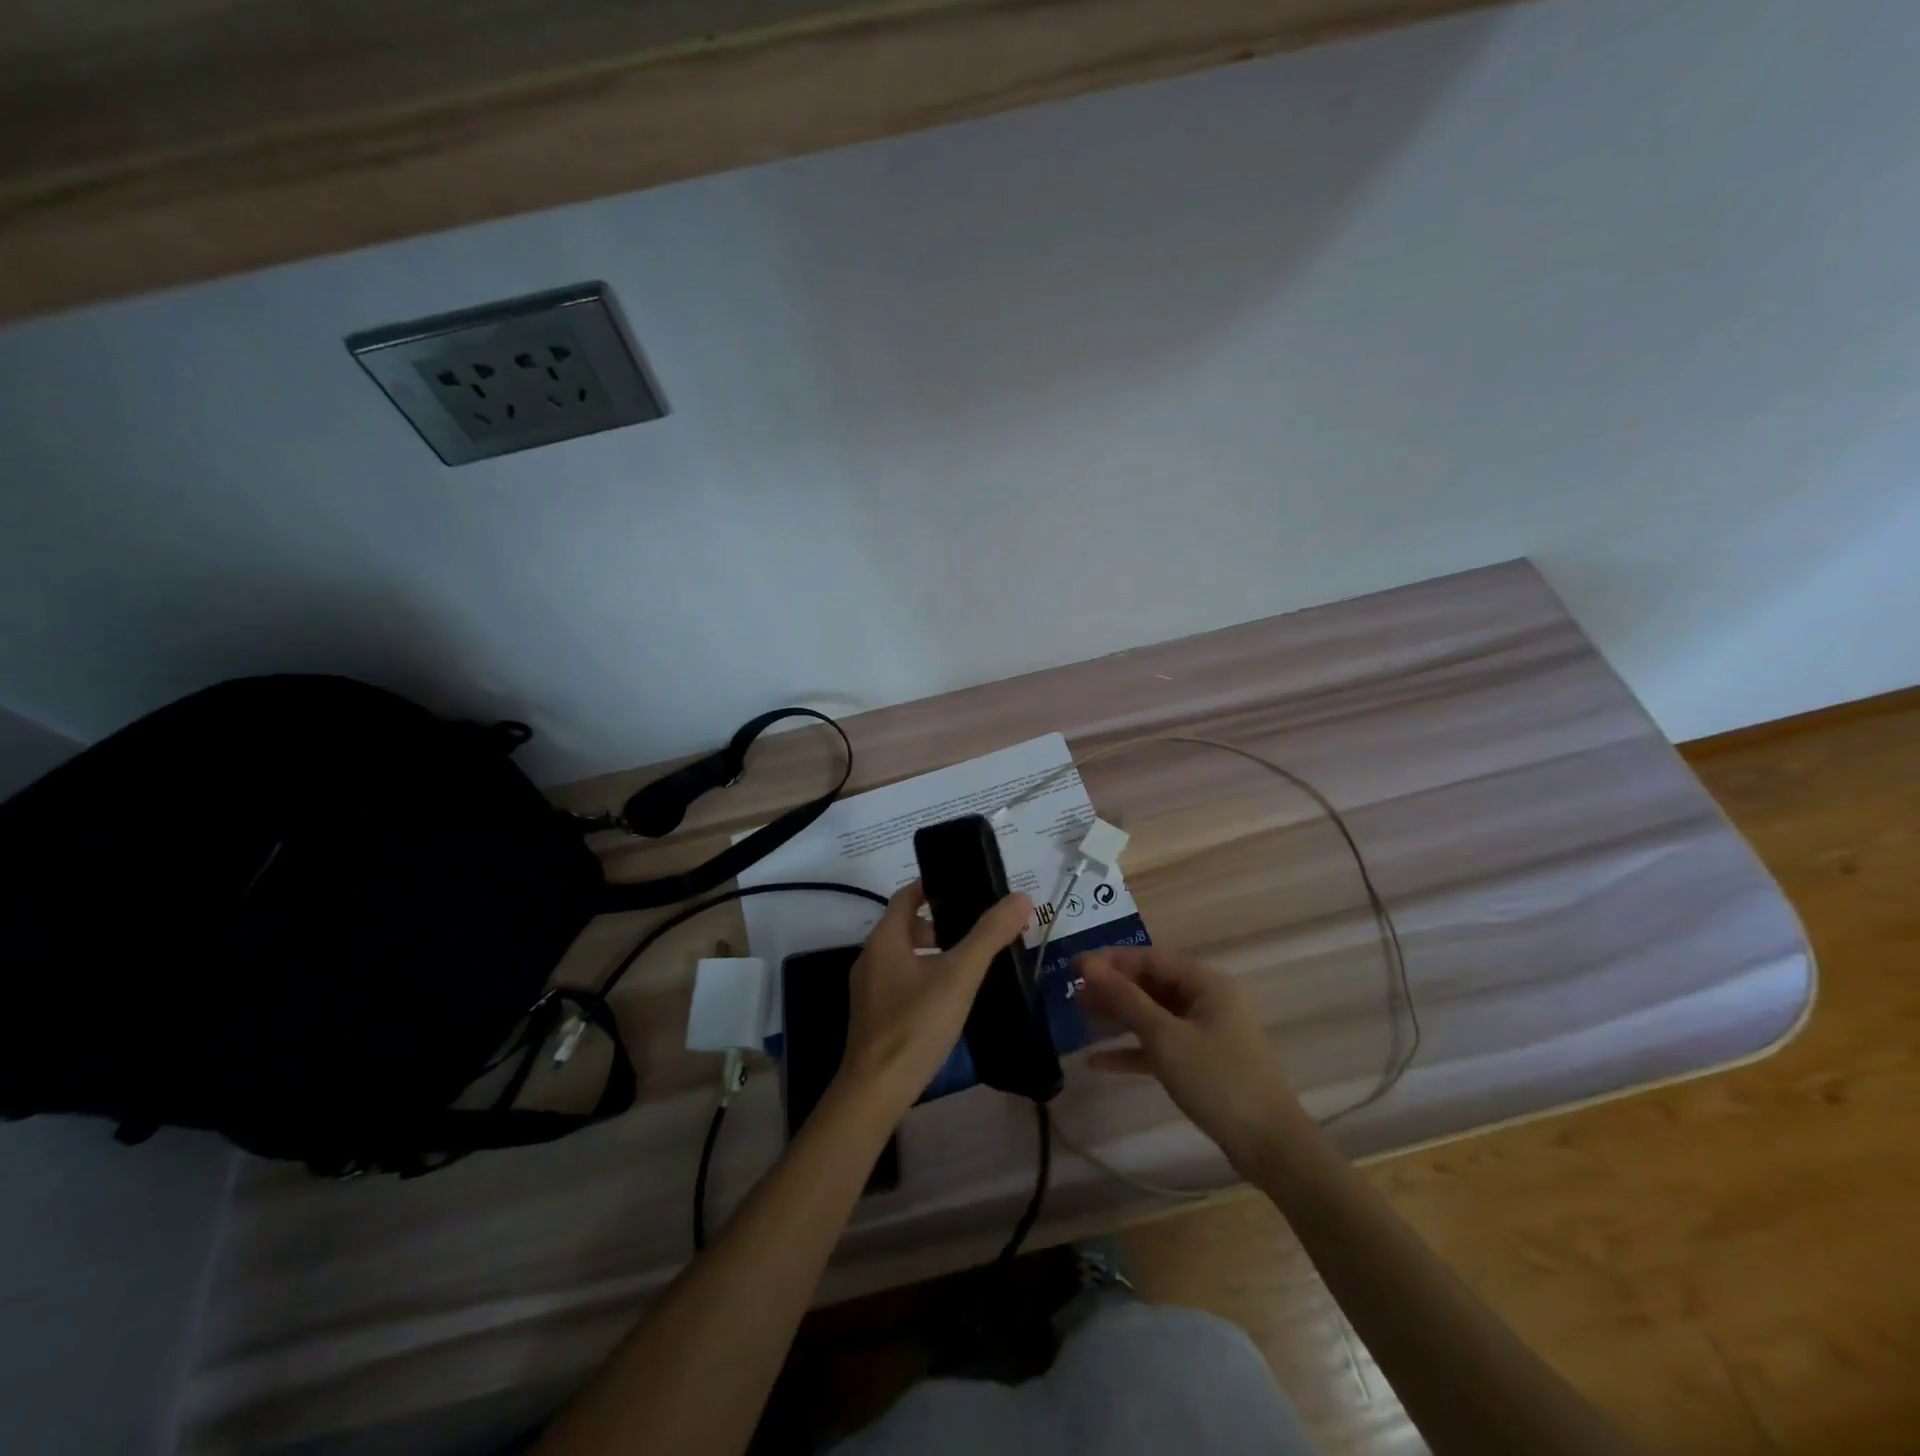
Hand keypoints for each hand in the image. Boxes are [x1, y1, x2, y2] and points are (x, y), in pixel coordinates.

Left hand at [837, 882, 1032, 1116]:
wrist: (876, 1091)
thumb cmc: (916, 1023)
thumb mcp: (959, 975)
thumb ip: (989, 935)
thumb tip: (1021, 898)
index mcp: (884, 939)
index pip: (906, 896)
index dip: (932, 886)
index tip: (963, 885)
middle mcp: (870, 958)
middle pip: (904, 926)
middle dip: (938, 923)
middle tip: (975, 928)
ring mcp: (868, 990)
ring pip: (903, 957)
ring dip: (932, 953)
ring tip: (968, 963)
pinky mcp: (874, 1017)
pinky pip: (901, 983)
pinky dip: (924, 978)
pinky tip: (949, 999)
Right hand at [1077, 946, 1302, 1172]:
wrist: (1270, 1146)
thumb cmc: (1217, 1080)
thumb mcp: (1164, 1036)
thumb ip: (1124, 998)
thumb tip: (1087, 964)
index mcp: (1206, 982)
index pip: (1150, 957)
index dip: (1111, 960)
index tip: (1073, 968)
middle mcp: (1207, 999)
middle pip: (1151, 984)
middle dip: (1112, 990)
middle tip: (1072, 997)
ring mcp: (1206, 1031)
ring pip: (1153, 1014)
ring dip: (1118, 1018)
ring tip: (1078, 1020)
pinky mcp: (1202, 1061)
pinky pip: (1161, 1044)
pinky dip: (1133, 1049)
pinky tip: (1097, 1061)